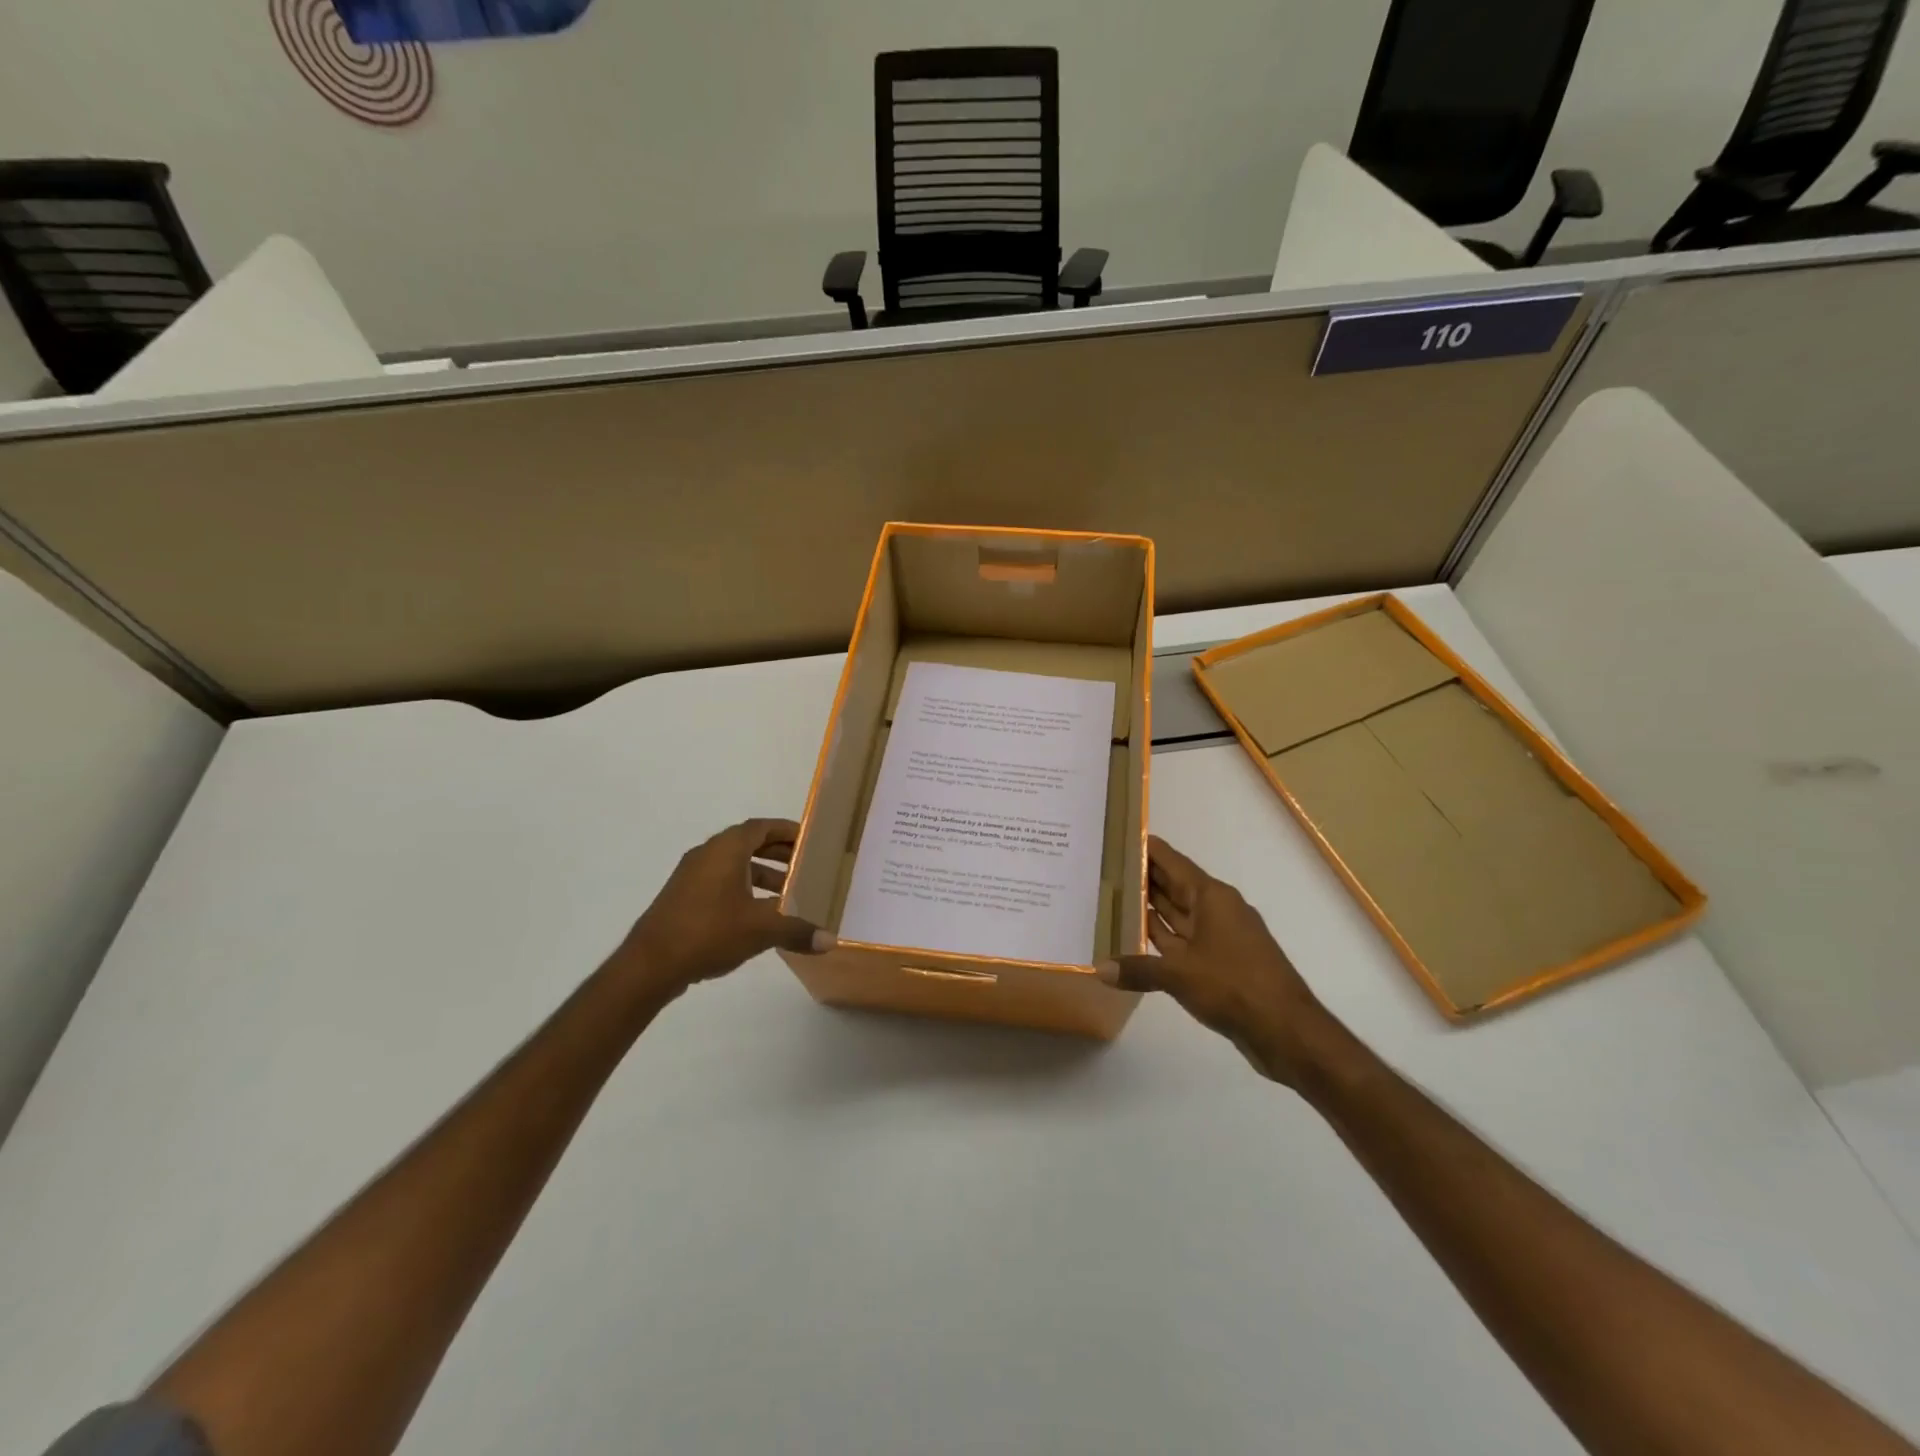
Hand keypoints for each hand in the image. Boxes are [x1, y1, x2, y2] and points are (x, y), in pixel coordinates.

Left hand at [615, 818, 832, 999]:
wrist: (649, 965)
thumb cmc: (708, 932)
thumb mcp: (761, 929)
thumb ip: (797, 929)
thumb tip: (830, 940)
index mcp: (726, 849)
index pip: (762, 827)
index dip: (788, 830)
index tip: (811, 840)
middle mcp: (707, 854)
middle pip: (749, 843)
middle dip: (779, 853)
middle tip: (807, 866)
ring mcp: (692, 876)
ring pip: (735, 865)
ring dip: (763, 874)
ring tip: (789, 894)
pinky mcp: (684, 898)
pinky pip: (721, 882)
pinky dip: (744, 889)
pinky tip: (759, 916)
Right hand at [1100, 837, 1341, 1087]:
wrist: (1286, 1030)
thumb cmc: (1233, 985)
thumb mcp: (1179, 974)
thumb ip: (1138, 968)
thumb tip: (1100, 968)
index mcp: (1212, 898)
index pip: (1173, 862)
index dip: (1147, 849)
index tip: (1119, 838)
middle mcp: (1216, 910)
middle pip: (1174, 886)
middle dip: (1143, 877)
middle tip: (1105, 868)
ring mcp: (1219, 937)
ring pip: (1177, 914)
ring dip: (1149, 908)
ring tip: (1112, 897)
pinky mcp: (1220, 963)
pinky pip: (1182, 941)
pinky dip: (1160, 938)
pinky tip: (1134, 939)